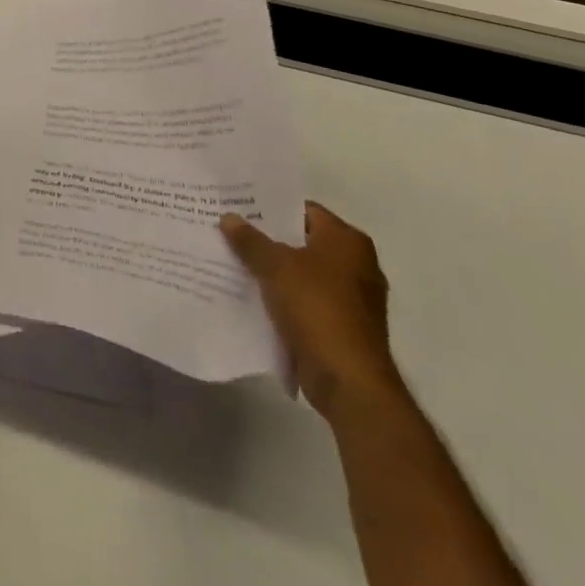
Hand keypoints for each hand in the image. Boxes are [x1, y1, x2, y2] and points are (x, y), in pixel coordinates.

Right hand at [221, 202, 402, 421]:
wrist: (348, 381)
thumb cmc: (317, 308)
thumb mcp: (274, 266)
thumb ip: (250, 240)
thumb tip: (229, 218)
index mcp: (347, 241)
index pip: (303, 209)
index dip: (270, 206)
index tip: (238, 204)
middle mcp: (356, 264)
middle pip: (301, 241)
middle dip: (267, 238)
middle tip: (228, 227)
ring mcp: (351, 298)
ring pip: (300, 272)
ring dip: (272, 269)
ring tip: (232, 256)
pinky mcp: (340, 325)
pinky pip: (303, 299)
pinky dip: (281, 295)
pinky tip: (249, 291)